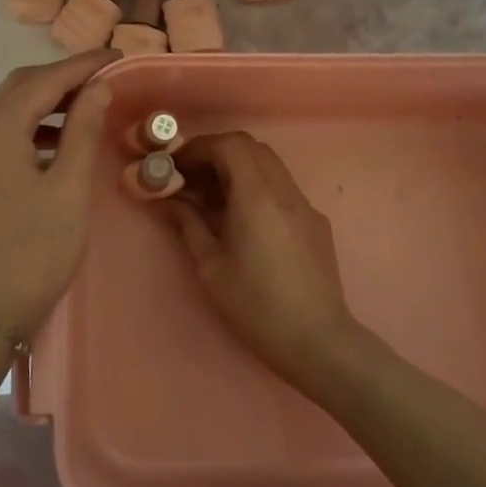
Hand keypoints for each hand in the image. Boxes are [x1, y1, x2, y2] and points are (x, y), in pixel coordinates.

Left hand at [0, 51, 115, 340]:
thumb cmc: (34, 251)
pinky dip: (35, 125)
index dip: (82, 65)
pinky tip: (63, 141)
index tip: (117, 56)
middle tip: (105, 78)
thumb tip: (99, 87)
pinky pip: (4, 132)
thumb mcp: (69, 189)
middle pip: (20, 86)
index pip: (43, 80)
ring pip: (10, 108)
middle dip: (63, 77)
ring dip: (48, 100)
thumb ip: (84, 131)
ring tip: (90, 105)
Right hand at [165, 132, 359, 382]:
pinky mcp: (316, 222)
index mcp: (256, 195)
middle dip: (216, 154)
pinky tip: (245, 221)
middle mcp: (284, 190)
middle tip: (193, 180)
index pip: (229, 144)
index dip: (199, 147)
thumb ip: (188, 224)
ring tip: (214, 200)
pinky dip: (257, 187)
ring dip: (238, 169)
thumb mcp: (210, 266)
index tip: (177, 166)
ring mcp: (304, 204)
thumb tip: (167, 200)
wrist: (318, 341)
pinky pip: (282, 188)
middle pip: (250, 147)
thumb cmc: (256, 305)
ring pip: (269, 165)